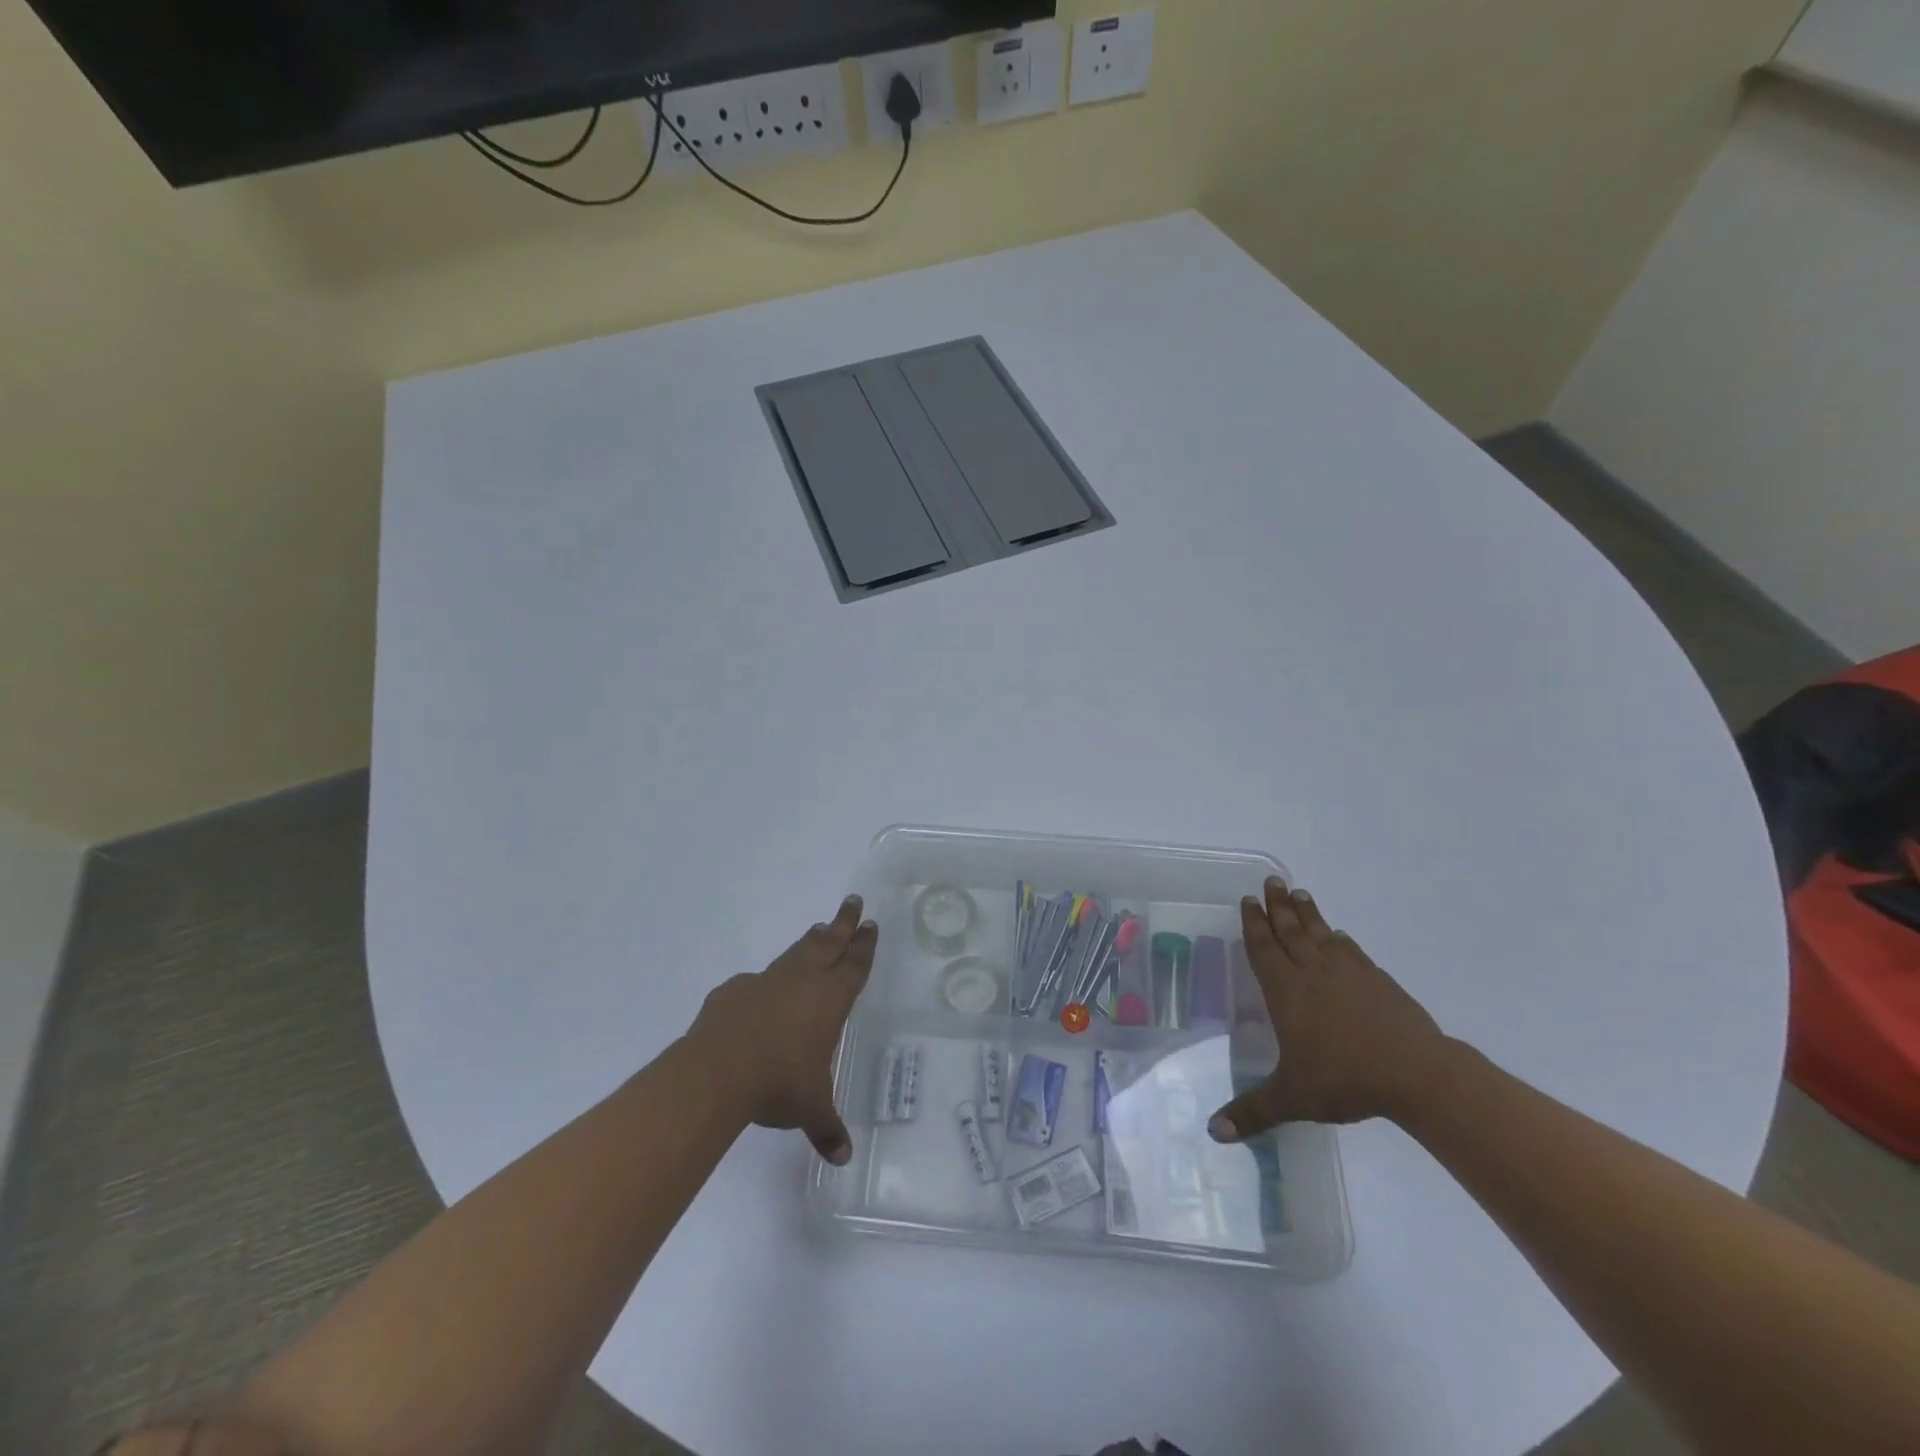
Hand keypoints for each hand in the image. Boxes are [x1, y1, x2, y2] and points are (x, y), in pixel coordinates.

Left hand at [688, 894, 877, 1164]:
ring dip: (810, 941)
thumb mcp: (810, 1109)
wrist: (717, 1071)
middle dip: (843, 923)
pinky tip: (760, 990)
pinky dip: (765, 980)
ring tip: (819, 928)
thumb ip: (827, 1128)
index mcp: (829, 1000)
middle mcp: (802, 981)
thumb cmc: (779, 1084)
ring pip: (795, 952)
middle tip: (852, 902)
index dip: (864, 945)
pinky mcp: (734, 990)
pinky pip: (756, 980)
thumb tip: (843, 1157)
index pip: (854, 965)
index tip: (870, 924)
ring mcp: (766, 981)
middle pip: (828, 943)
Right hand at [1209, 878, 1448, 1140]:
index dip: (1253, 923)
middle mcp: (1313, 973)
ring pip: (1320, 934)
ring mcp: (1349, 974)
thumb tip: (1212, 1133)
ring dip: (1307, 913)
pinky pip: (1352, 952)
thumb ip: (1252, 1111)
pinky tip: (1339, 935)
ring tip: (1298, 892)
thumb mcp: (1291, 1099)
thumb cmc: (1344, 1080)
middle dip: (1277, 906)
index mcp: (1287, 991)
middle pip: (1290, 931)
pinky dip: (1341, 940)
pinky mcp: (1378, 982)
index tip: (1248, 900)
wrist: (1416, 1074)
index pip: (1263, 948)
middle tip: (1270, 880)